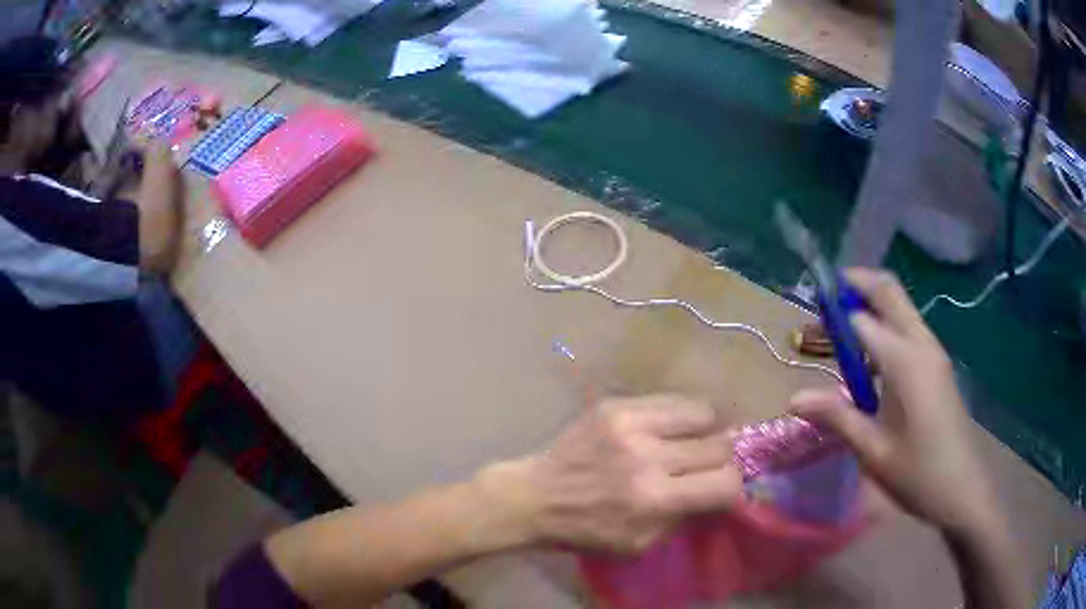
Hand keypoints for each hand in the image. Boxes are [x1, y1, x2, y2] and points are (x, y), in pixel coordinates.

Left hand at [479, 395, 741, 553]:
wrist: (536, 497)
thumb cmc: (587, 529)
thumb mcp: (639, 544)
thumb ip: (684, 518)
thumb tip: (720, 492)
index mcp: (654, 499)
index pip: (725, 482)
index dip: (733, 486)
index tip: (723, 488)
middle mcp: (647, 458)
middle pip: (719, 445)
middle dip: (722, 458)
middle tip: (708, 465)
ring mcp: (630, 425)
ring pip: (702, 412)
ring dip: (704, 430)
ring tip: (690, 441)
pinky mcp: (615, 405)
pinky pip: (670, 399)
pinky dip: (678, 415)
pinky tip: (666, 428)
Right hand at [789, 269, 998, 537]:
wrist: (961, 488)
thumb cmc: (916, 472)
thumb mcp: (872, 450)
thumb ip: (836, 415)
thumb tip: (793, 398)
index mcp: (904, 362)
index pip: (863, 319)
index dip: (836, 313)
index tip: (811, 320)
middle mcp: (921, 344)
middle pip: (889, 292)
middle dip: (858, 284)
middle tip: (828, 297)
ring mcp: (934, 352)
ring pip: (902, 308)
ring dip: (873, 305)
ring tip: (845, 332)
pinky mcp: (938, 365)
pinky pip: (910, 328)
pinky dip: (887, 325)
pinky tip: (873, 361)